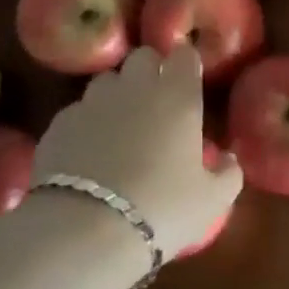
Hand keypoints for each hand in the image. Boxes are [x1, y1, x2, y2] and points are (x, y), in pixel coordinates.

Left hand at [34, 46, 241, 258]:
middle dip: (150, 71)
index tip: (189, 83)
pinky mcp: (59, 124)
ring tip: (119, 126)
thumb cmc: (161, 210)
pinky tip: (87, 153)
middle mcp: (137, 87)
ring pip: (107, 80)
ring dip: (116, 94)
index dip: (187, 65)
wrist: (84, 234)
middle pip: (143, 56)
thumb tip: (229, 159)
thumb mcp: (212, 201)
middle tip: (155, 103)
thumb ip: (228, 174)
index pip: (185, 55)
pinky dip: (86, 123)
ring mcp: (94, 102)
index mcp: (179, 96)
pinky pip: (77, 111)